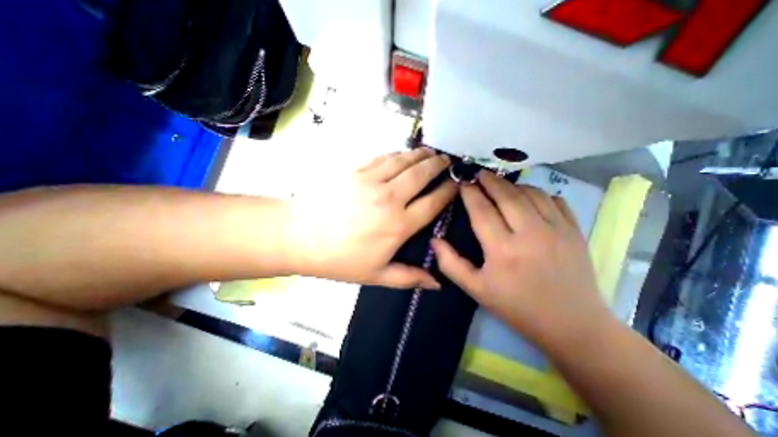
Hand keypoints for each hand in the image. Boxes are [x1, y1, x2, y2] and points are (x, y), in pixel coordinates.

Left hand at [284, 148, 456, 288]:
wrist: (300, 236)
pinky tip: (402, 154)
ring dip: (420, 155)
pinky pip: (383, 158)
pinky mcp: (356, 170)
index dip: (448, 191)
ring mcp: (372, 180)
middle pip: (422, 175)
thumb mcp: (376, 275)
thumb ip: (409, 277)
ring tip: (430, 152)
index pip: (433, 202)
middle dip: (438, 165)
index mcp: (399, 225)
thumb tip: (437, 283)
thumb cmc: (340, 259)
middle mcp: (390, 198)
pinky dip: (397, 154)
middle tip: (447, 160)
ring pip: (404, 161)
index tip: (456, 184)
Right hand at [435, 172, 609, 345]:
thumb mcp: (476, 289)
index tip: (462, 182)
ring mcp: (557, 229)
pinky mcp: (575, 230)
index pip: (482, 210)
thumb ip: (451, 264)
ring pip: (530, 193)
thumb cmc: (516, 307)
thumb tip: (434, 240)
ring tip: (500, 184)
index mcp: (502, 249)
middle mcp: (530, 233)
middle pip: (506, 195)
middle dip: (489, 180)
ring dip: (512, 184)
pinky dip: (538, 192)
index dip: (470, 193)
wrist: (571, 325)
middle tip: (479, 174)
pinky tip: (528, 197)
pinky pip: (554, 199)